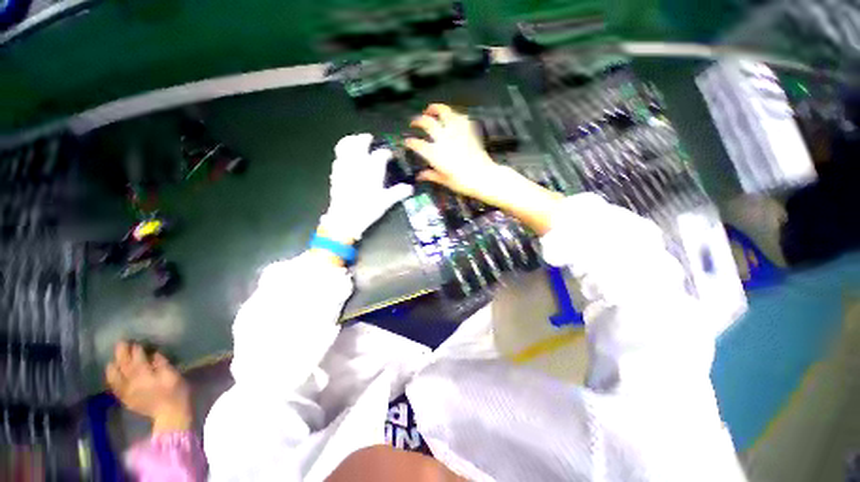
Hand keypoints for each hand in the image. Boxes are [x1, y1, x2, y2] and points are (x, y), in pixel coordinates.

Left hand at [106, 341, 191, 433]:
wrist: (170, 415)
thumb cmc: (176, 392)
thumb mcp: (173, 376)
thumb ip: (162, 364)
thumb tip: (154, 354)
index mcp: (145, 374)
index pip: (137, 358)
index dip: (136, 349)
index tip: (136, 341)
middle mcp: (132, 381)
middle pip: (124, 365)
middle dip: (122, 354)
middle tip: (121, 343)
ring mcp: (127, 391)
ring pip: (115, 376)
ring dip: (113, 366)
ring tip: (113, 359)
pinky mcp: (126, 399)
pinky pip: (115, 387)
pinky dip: (112, 379)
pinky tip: (112, 375)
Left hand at [318, 134, 413, 242]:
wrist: (345, 217)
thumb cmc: (368, 208)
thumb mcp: (386, 202)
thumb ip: (398, 193)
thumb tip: (410, 188)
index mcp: (372, 169)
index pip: (381, 154)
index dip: (387, 153)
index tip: (390, 155)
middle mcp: (358, 163)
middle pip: (359, 143)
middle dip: (365, 138)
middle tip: (369, 138)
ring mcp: (345, 166)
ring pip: (345, 146)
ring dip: (350, 141)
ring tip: (355, 141)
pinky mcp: (336, 173)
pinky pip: (338, 157)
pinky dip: (342, 153)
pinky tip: (346, 158)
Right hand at [406, 104, 563, 234]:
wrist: (484, 177)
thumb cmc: (463, 182)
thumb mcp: (445, 181)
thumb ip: (431, 176)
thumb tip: (420, 176)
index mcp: (435, 154)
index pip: (417, 144)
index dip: (410, 142)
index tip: (407, 142)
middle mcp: (443, 139)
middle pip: (427, 123)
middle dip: (417, 121)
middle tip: (414, 123)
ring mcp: (456, 133)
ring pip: (444, 113)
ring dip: (435, 109)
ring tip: (430, 110)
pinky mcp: (468, 131)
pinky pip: (460, 117)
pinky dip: (453, 114)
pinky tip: (451, 116)